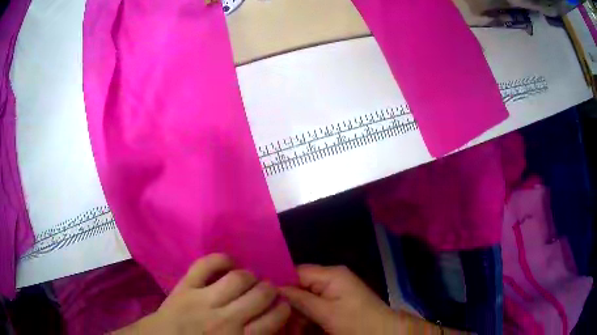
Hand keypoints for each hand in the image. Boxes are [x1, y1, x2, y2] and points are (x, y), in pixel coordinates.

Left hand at [113, 254, 290, 334]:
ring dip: (250, 276)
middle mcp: (225, 319)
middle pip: (260, 295)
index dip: (284, 308)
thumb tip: (274, 323)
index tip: (282, 304)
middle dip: (270, 289)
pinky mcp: (185, 286)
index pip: (274, 318)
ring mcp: (203, 300)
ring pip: (238, 278)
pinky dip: (221, 259)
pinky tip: (229, 263)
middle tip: (267, 290)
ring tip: (249, 279)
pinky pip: (206, 264)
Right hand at [280, 265, 402, 334]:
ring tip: (291, 328)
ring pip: (305, 298)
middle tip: (279, 319)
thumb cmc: (356, 321)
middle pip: (300, 286)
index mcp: (331, 275)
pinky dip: (307, 316)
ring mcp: (334, 290)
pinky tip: (301, 328)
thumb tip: (275, 289)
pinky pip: (315, 305)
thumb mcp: (326, 312)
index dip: (280, 283)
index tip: (264, 297)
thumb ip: (300, 299)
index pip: (296, 271)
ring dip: (297, 313)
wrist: (383, 332)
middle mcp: (331, 278)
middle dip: (289, 303)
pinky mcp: (336, 302)